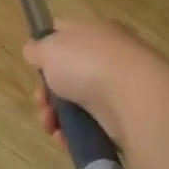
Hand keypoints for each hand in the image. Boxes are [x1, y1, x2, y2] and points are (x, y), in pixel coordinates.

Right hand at [23, 18, 168, 148]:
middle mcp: (107, 55)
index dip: (44, 49)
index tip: (34, 66)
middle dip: (47, 92)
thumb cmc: (86, 63)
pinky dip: (75, 132)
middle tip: (41, 102)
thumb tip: (34, 51)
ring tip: (51, 126)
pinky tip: (65, 137)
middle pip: (66, 73)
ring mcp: (117, 86)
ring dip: (56, 116)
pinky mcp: (124, 115)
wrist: (134, 97)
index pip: (63, 33)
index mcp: (92, 30)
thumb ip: (36, 49)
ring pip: (76, 101)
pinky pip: (91, 124)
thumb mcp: (48, 48)